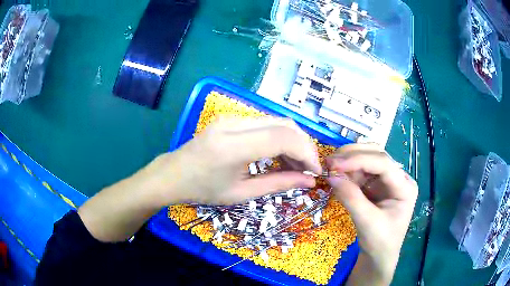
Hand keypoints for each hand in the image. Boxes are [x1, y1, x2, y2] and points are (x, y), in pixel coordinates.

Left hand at [147, 117, 321, 204]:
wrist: (173, 175)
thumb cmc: (202, 190)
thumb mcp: (241, 193)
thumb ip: (278, 184)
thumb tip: (309, 181)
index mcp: (232, 147)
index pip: (283, 138)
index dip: (306, 153)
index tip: (315, 172)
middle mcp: (233, 123)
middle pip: (284, 124)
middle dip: (304, 146)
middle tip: (308, 169)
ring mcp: (231, 117)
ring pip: (277, 121)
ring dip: (293, 141)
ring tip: (296, 166)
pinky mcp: (231, 118)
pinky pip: (265, 123)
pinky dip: (279, 138)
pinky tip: (280, 156)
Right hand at [326, 144, 417, 284]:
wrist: (379, 255)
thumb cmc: (379, 242)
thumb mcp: (366, 222)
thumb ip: (350, 198)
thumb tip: (330, 176)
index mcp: (405, 187)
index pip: (383, 164)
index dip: (359, 160)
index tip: (335, 164)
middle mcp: (398, 179)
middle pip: (377, 156)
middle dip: (353, 155)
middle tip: (330, 161)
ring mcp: (387, 181)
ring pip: (368, 159)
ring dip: (349, 161)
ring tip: (331, 166)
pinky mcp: (377, 185)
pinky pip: (362, 171)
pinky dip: (348, 171)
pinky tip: (337, 174)